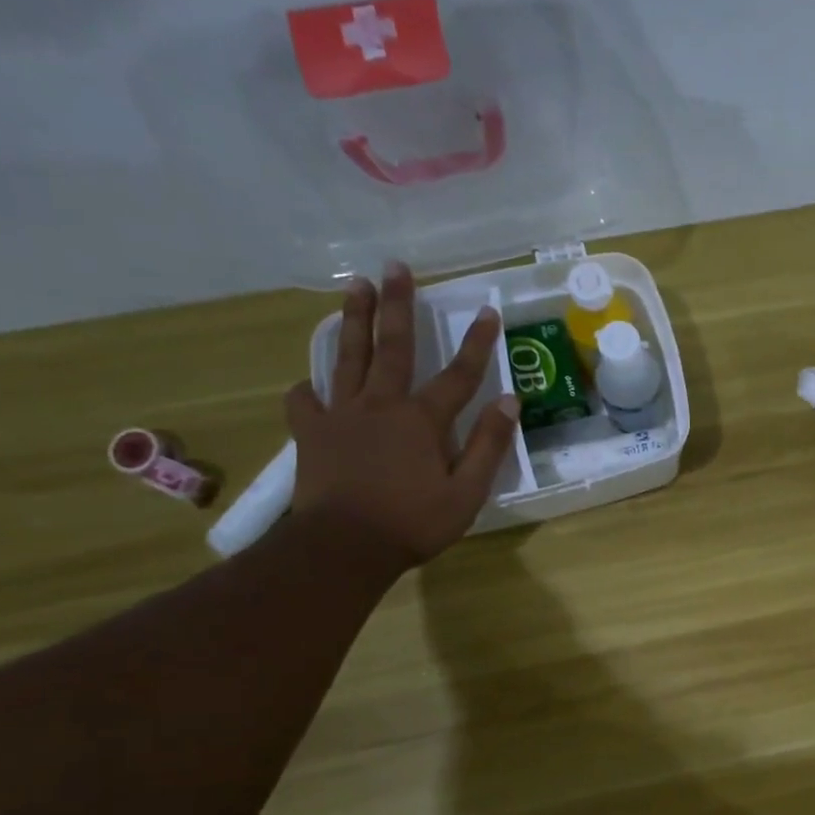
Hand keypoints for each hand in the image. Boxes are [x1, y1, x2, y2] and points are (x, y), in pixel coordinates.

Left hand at [285, 263, 518, 571]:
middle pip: (392, 347)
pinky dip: (308, 388)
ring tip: (356, 286)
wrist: (344, 547)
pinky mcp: (311, 433)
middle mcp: (380, 404)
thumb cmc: (413, 523)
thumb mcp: (467, 492)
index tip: (488, 311)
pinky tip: (311, 383)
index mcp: (421, 420)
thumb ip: (488, 445)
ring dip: (354, 319)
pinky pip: (305, 401)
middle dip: (399, 305)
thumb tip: (509, 401)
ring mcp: (341, 415)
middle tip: (396, 267)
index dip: (477, 343)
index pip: (458, 374)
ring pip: (347, 357)